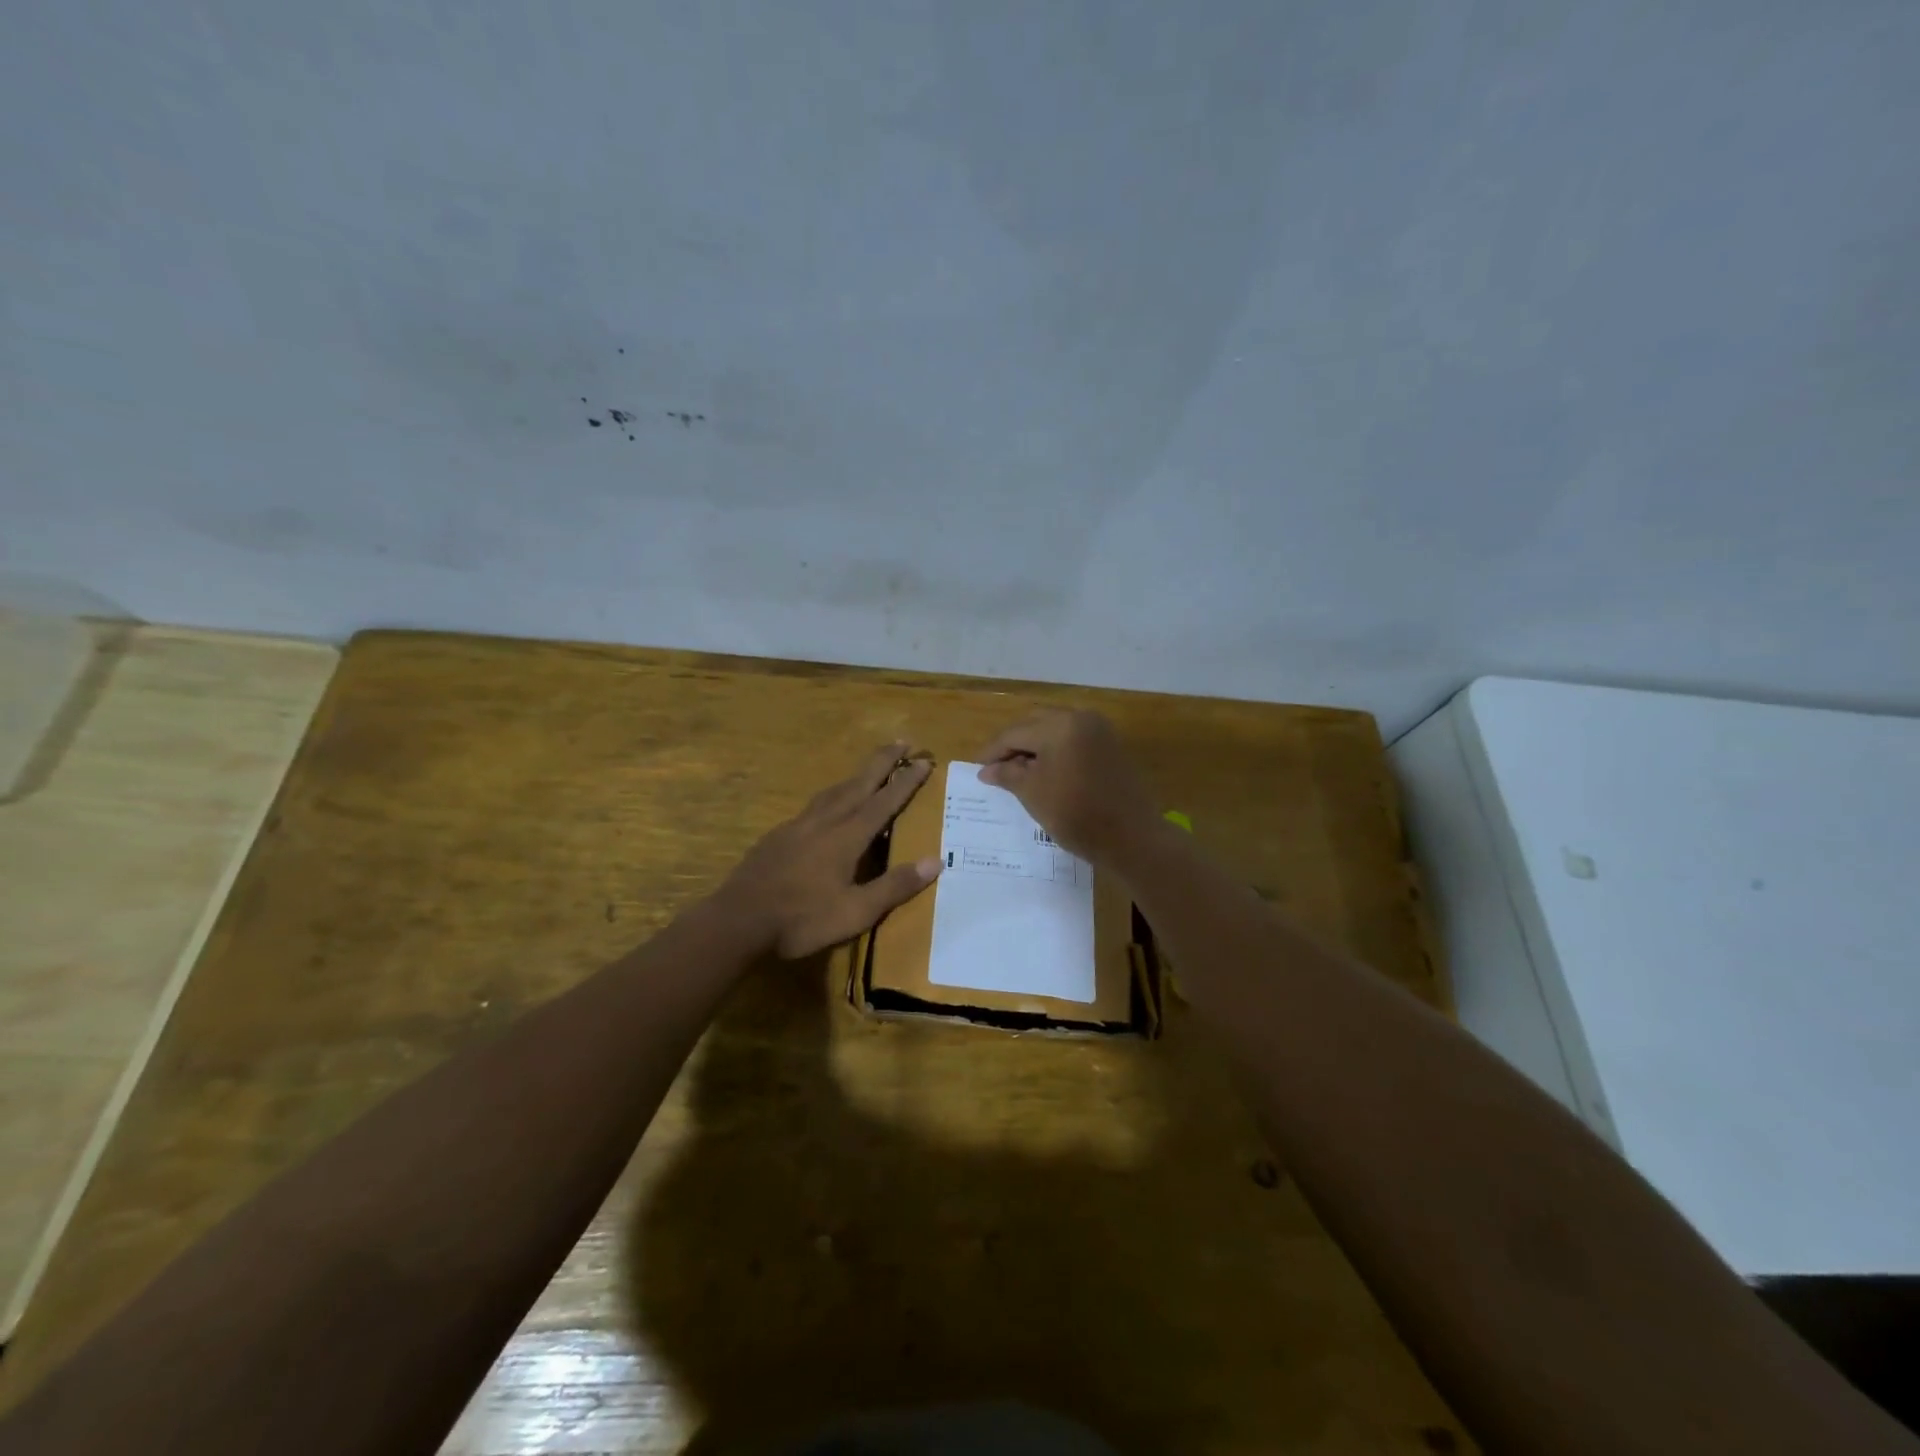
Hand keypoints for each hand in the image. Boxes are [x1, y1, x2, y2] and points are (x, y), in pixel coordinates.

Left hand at [720, 742, 942, 958]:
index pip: (885, 801)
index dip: (906, 781)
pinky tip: (827, 807)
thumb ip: (895, 886)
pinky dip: (831, 796)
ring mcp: (798, 826)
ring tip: (869, 770)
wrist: (738, 920)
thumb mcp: (856, 912)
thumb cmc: (803, 919)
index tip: (924, 760)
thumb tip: (936, 861)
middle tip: (902, 741)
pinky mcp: (778, 836)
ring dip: (856, 776)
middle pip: (859, 783)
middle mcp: (825, 822)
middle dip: (882, 762)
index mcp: (847, 836)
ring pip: (833, 791)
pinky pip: (813, 806)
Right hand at [977, 710, 1159, 864]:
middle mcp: (1081, 718)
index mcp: (1060, 725)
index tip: (977, 768)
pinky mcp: (1111, 747)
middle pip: (1035, 725)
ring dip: (1034, 748)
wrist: (1132, 838)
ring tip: (1017, 773)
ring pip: (1055, 731)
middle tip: (995, 768)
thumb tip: (986, 769)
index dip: (993, 751)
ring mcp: (1100, 731)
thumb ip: (1008, 774)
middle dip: (1014, 745)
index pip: (1015, 733)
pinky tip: (1045, 773)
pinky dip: (1055, 752)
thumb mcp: (1033, 794)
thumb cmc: (1076, 814)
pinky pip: (1073, 741)